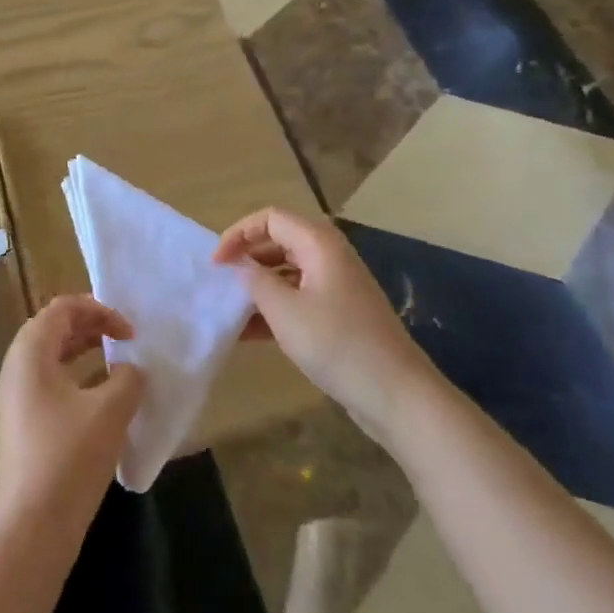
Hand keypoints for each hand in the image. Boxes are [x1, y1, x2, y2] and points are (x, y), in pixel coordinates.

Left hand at [0, 295, 145, 536]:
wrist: (31, 528)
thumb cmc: (69, 458)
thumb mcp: (110, 411)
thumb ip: (128, 379)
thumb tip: (130, 371)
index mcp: (29, 353)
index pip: (62, 308)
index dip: (99, 310)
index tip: (129, 332)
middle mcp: (15, 369)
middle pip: (52, 329)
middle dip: (91, 327)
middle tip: (125, 339)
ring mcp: (14, 400)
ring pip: (50, 359)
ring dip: (84, 353)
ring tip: (117, 364)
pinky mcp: (21, 426)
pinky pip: (49, 385)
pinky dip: (76, 380)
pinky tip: (103, 401)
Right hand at [213, 207, 425, 415]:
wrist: (396, 394)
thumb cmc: (337, 344)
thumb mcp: (284, 311)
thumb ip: (255, 281)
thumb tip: (239, 265)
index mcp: (319, 244)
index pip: (270, 218)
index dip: (238, 234)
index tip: (216, 263)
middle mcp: (329, 257)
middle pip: (279, 242)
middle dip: (247, 259)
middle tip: (221, 283)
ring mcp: (337, 286)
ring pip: (287, 273)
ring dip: (258, 287)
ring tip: (230, 310)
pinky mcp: (339, 314)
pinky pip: (299, 298)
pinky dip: (274, 309)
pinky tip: (249, 333)